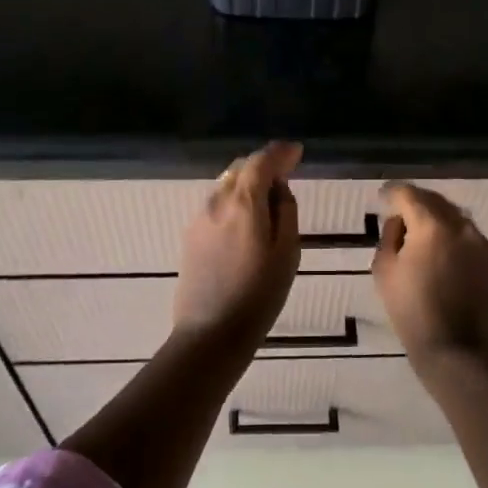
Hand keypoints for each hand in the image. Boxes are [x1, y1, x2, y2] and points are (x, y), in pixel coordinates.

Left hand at [174, 141, 302, 342]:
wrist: (210, 335)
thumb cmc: (259, 296)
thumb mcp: (287, 253)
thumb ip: (285, 211)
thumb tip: (279, 188)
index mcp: (243, 203)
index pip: (261, 161)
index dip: (280, 153)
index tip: (297, 152)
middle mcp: (216, 202)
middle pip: (241, 169)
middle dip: (263, 165)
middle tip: (286, 173)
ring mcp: (199, 219)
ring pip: (226, 186)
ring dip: (248, 184)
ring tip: (268, 200)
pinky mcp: (190, 236)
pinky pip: (217, 205)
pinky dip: (234, 201)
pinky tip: (246, 222)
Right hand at [372, 183, 487, 372]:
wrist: (455, 350)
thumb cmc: (411, 311)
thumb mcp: (384, 270)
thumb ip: (389, 235)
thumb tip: (400, 221)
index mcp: (431, 225)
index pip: (408, 194)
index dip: (392, 192)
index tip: (383, 196)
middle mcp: (461, 225)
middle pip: (435, 200)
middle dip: (416, 202)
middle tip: (400, 212)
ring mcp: (481, 242)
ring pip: (455, 217)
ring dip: (437, 218)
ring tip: (422, 233)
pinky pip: (469, 237)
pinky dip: (454, 237)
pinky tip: (444, 254)